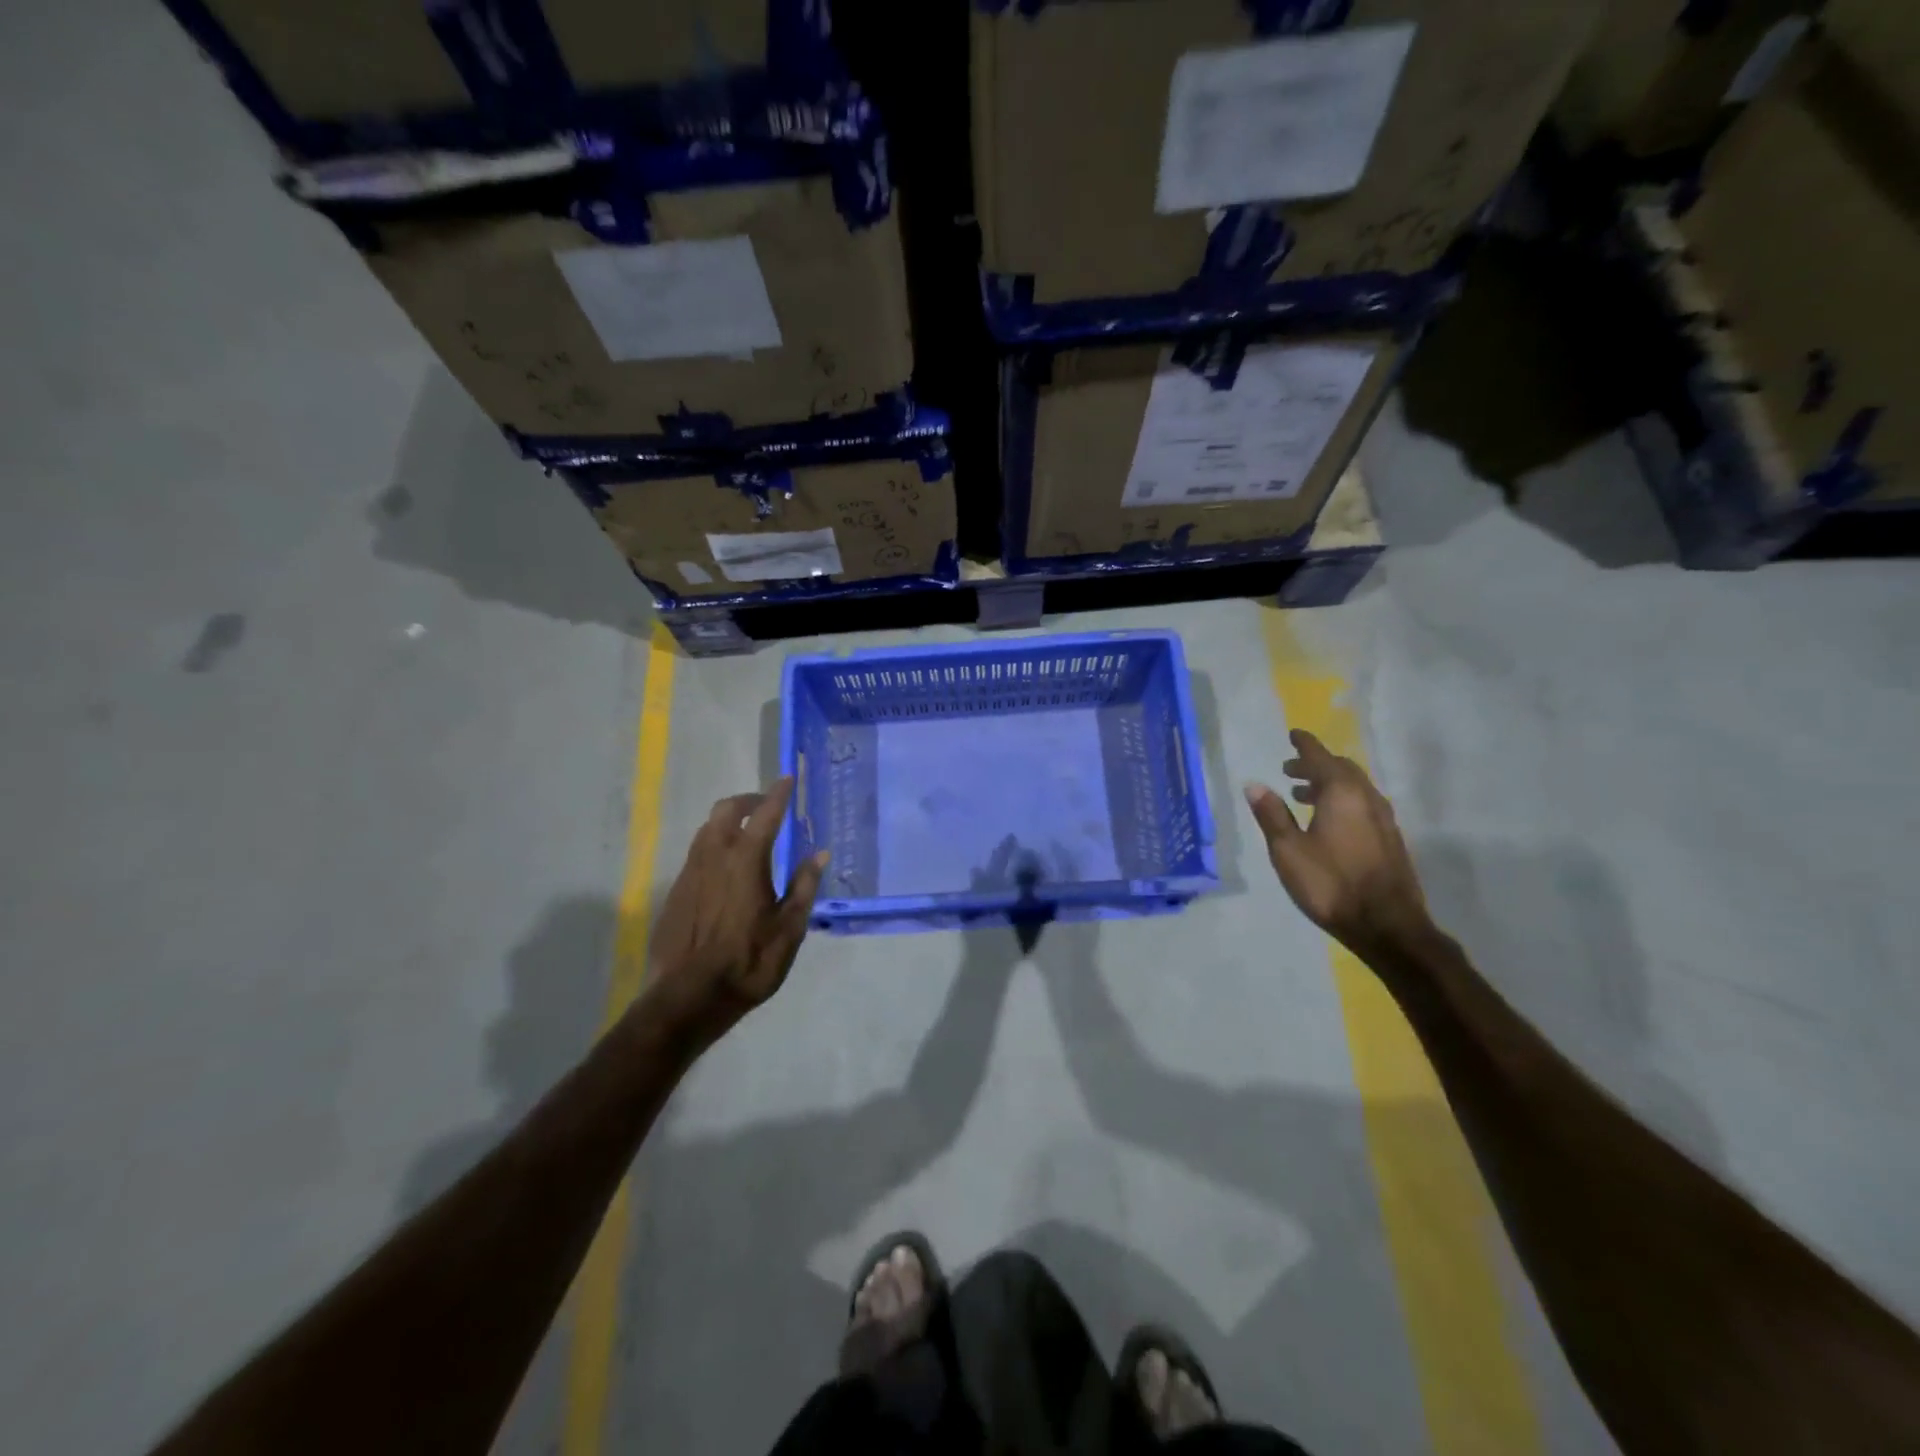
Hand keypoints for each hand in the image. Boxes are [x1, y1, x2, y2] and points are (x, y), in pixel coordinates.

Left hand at [641, 778, 827, 1053]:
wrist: (689, 996)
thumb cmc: (749, 961)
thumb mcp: (789, 928)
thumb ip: (804, 885)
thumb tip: (819, 853)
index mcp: (746, 860)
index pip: (765, 814)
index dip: (778, 794)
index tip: (787, 779)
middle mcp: (714, 856)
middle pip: (726, 810)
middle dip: (748, 800)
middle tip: (766, 806)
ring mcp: (690, 872)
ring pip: (707, 829)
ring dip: (728, 821)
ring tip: (748, 834)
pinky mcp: (676, 891)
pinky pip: (697, 853)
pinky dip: (715, 845)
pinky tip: (726, 869)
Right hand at [1245, 729, 1429, 950]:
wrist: (1388, 926)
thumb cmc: (1330, 884)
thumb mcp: (1288, 850)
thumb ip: (1272, 815)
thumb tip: (1255, 785)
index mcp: (1342, 794)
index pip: (1320, 758)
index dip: (1304, 745)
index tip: (1293, 734)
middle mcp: (1367, 798)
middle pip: (1342, 769)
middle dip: (1315, 765)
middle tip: (1289, 769)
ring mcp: (1384, 820)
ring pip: (1355, 788)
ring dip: (1328, 784)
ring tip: (1302, 795)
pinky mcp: (1390, 840)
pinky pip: (1363, 805)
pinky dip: (1342, 801)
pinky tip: (1328, 822)